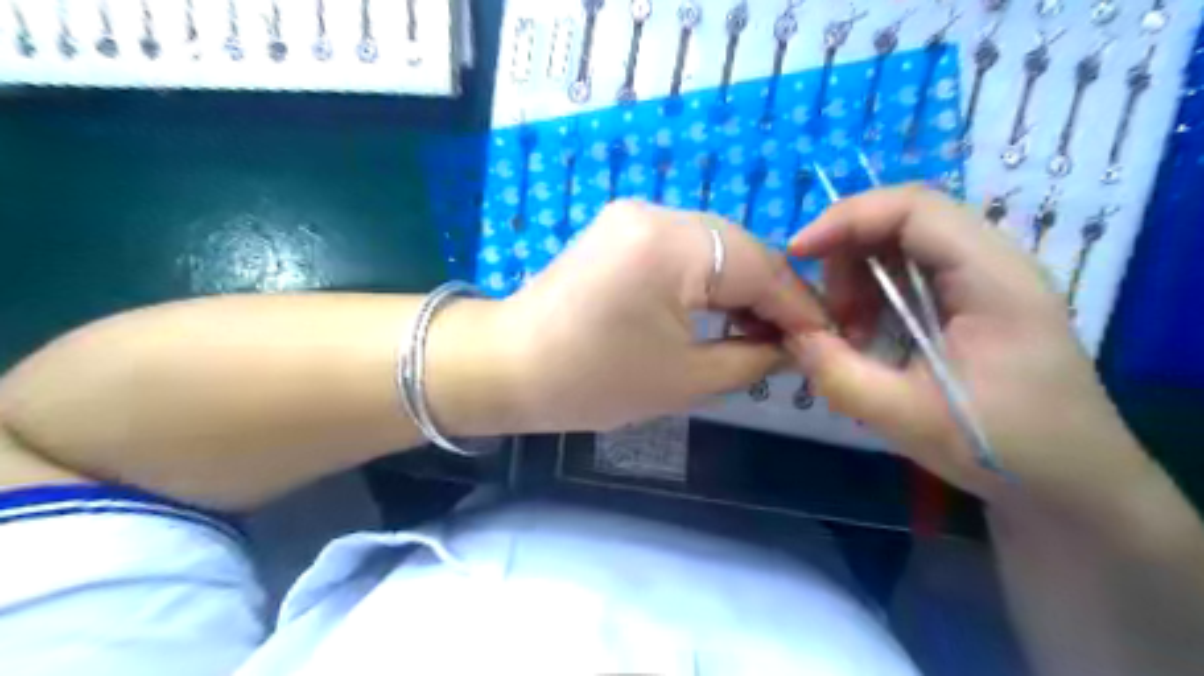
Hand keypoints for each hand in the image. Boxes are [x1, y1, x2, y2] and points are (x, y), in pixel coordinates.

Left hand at [490, 201, 828, 432]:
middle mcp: (656, 212)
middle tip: (794, 340)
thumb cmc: (593, 382)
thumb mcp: (686, 379)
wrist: (508, 367)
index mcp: (672, 245)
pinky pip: (684, 248)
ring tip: (759, 331)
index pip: (762, 268)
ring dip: (741, 286)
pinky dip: (708, 279)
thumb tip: (794, 346)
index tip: (828, 339)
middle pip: (740, 249)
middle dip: (772, 295)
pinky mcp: (621, 228)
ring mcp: (634, 215)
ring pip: (714, 246)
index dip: (800, 306)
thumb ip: (753, 357)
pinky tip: (718, 310)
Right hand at [787, 186, 1140, 500]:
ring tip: (849, 330)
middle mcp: (996, 262)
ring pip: (905, 243)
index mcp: (993, 279)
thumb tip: (792, 332)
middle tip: (828, 312)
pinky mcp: (977, 299)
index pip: (914, 208)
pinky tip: (869, 333)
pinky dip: (876, 292)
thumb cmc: (1000, 449)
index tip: (798, 253)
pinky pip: (913, 271)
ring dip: (860, 275)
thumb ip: (837, 372)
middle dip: (849, 253)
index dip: (847, 218)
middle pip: (906, 218)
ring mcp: (989, 279)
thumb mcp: (904, 418)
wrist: (1072, 482)